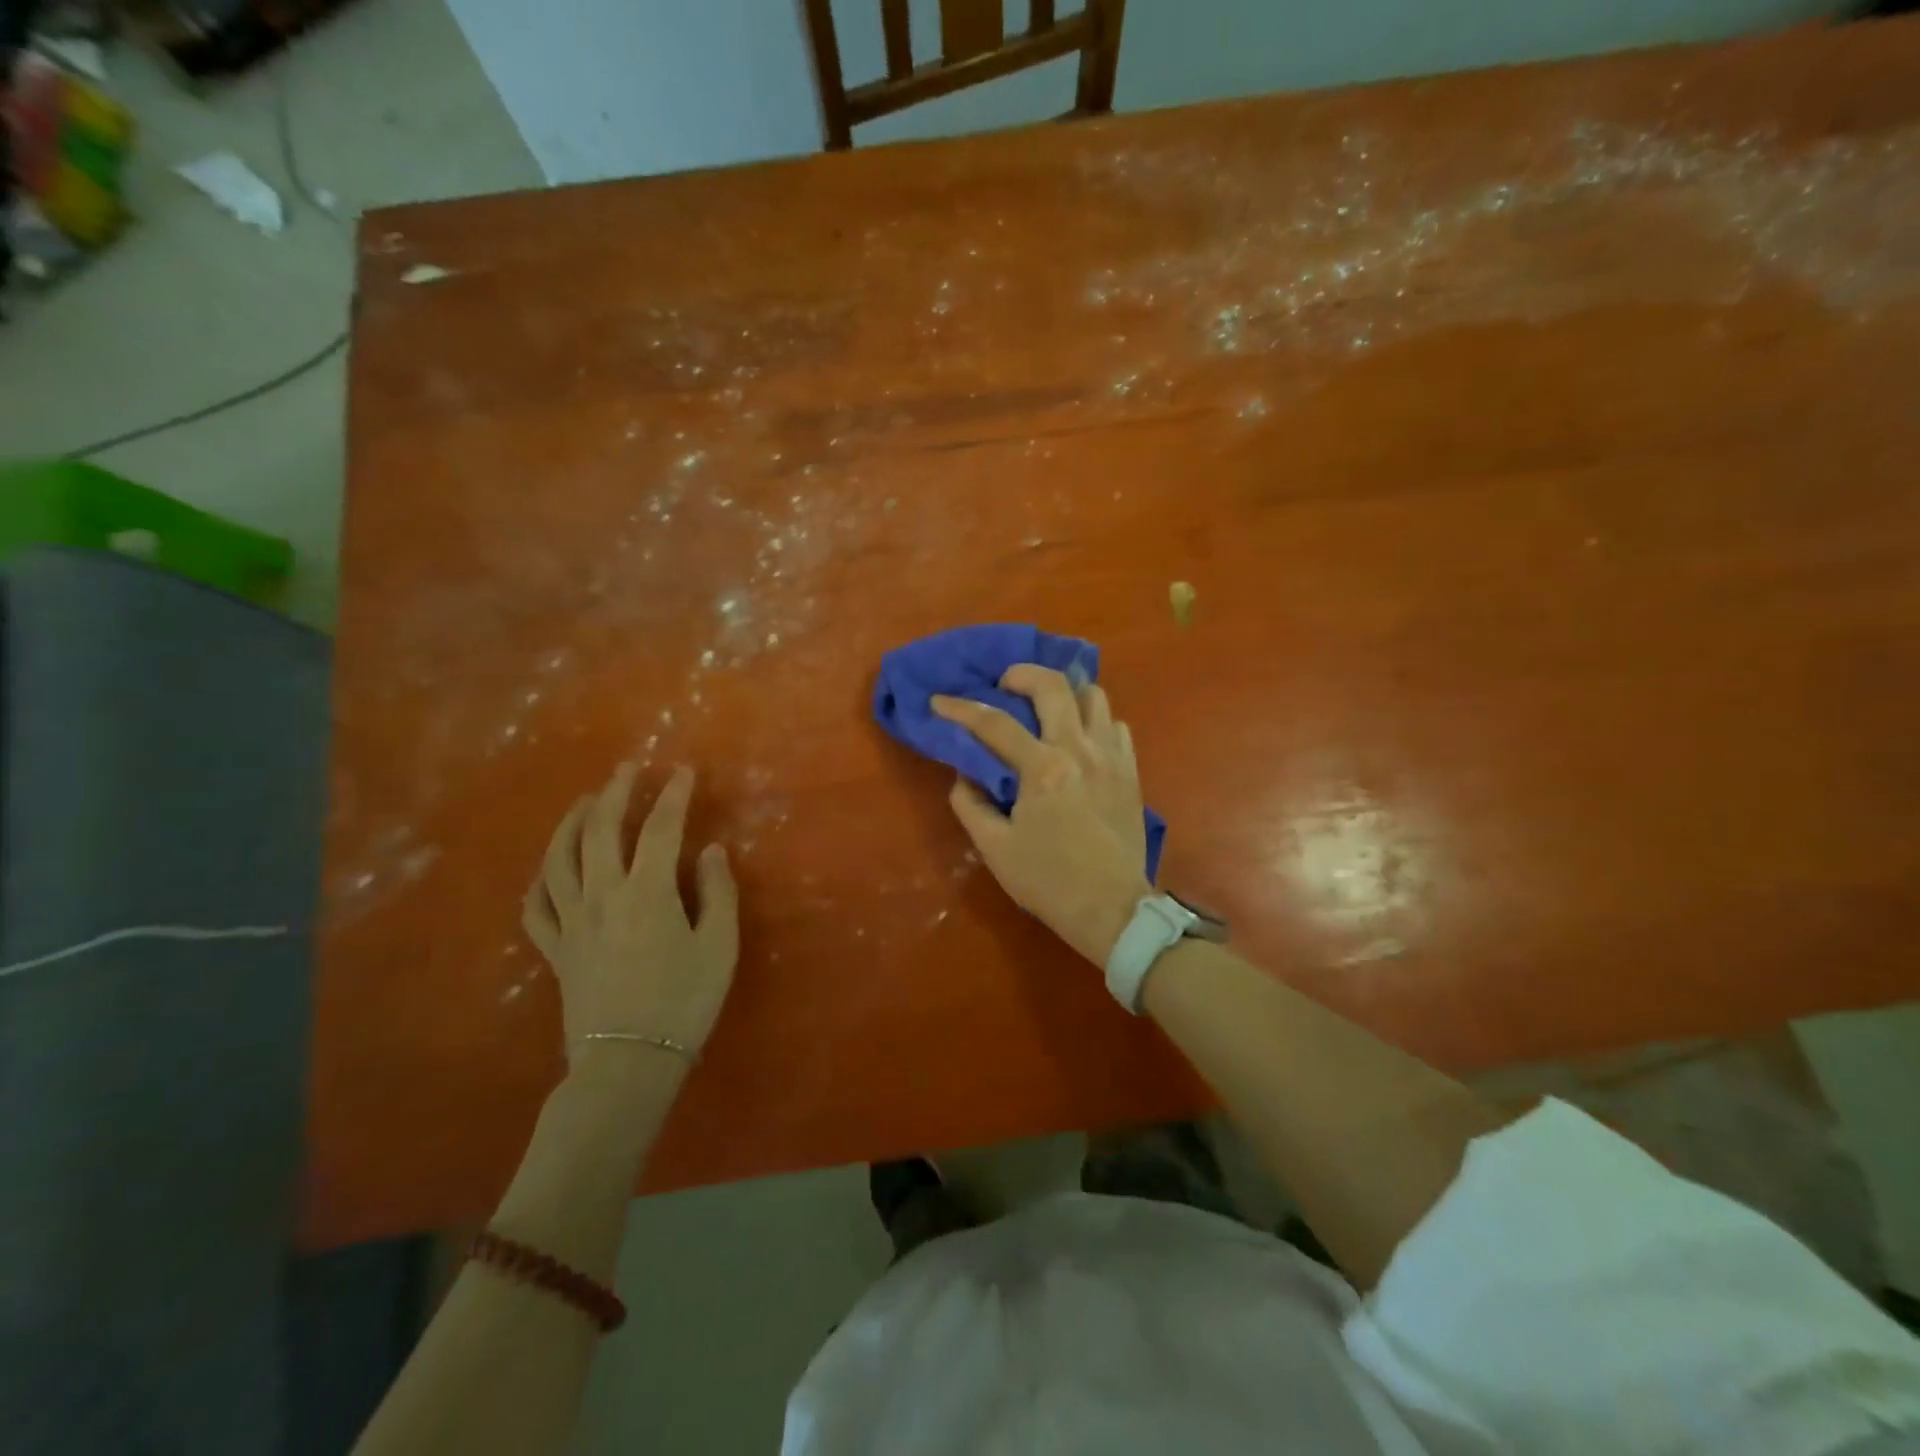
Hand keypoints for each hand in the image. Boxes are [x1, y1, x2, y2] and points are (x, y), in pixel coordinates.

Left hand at [523, 764, 738, 1064]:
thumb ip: (717, 893)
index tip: (684, 772)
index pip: (660, 827)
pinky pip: (536, 906)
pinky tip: (548, 869)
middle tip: (628, 769)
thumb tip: (711, 851)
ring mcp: (572, 922)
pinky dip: (540, 880)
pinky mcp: (556, 950)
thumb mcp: (719, 947)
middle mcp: (602, 895)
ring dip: (572, 823)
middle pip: (601, 830)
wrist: (628, 1064)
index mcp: (646, 892)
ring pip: (560, 859)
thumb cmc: (684, 1003)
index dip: (674, 795)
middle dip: (616, 792)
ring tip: (586, 802)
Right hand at [933, 665, 1152, 966]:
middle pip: (1054, 686)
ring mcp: (1112, 757)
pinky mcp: (1131, 771)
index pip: (994, 724)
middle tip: (1004, 685)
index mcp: (1043, 769)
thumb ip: (971, 805)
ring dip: (1065, 693)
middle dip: (1022, 674)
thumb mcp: (995, 849)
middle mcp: (1080, 750)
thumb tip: (965, 775)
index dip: (961, 708)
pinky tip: (1080, 740)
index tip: (939, 701)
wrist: (1113, 910)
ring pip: (1094, 696)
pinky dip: (1095, 722)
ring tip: (1046, 709)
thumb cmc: (1049, 881)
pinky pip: (1116, 726)